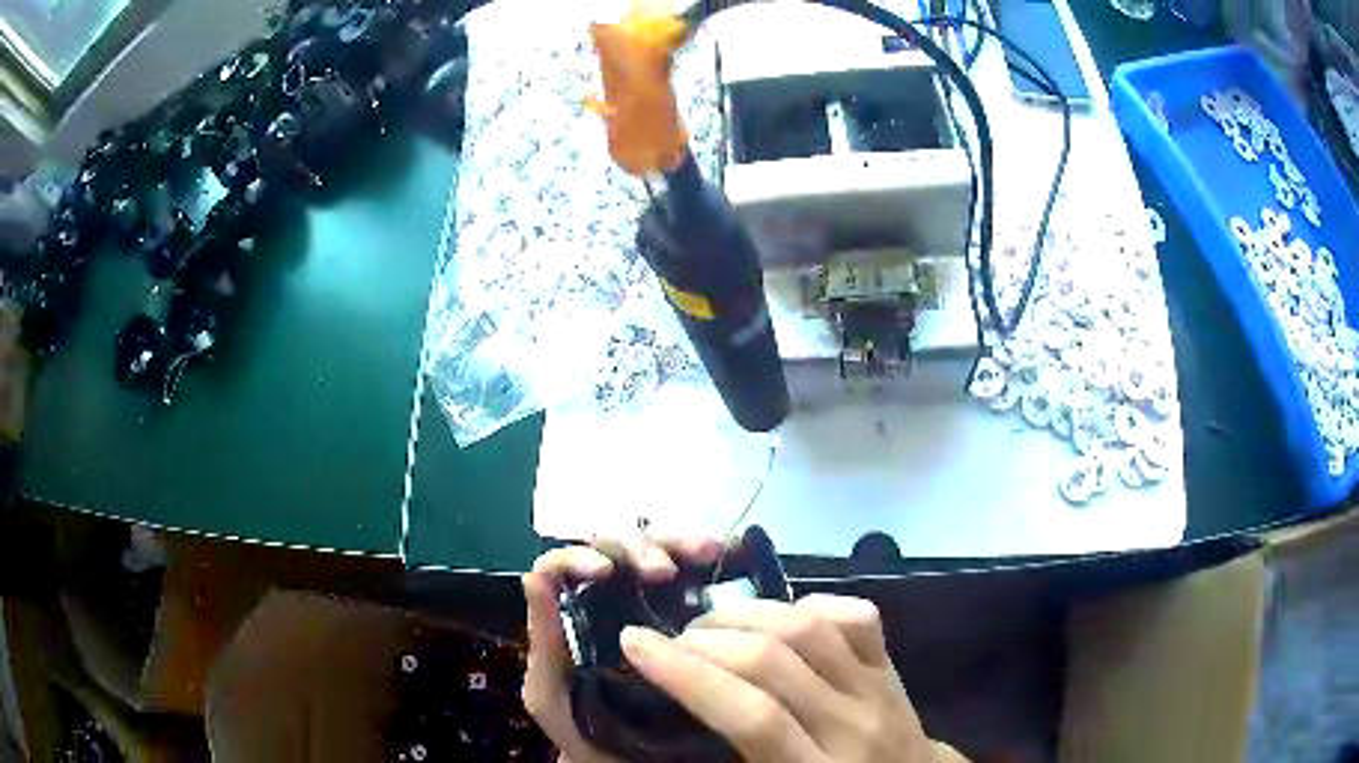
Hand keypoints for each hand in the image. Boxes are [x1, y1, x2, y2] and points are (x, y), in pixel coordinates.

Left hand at [521, 535, 722, 762]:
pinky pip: (703, 574)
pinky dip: (716, 556)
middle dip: (641, 548)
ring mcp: (655, 605)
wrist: (632, 762)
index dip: (581, 556)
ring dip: (680, 543)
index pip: (568, 564)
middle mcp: (612, 600)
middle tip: (664, 571)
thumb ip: (542, 644)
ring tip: (707, 553)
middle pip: (619, 548)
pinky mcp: (695, 615)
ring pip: (661, 551)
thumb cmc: (586, 733)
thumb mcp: (551, 696)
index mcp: (572, 614)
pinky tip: (731, 554)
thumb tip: (534, 577)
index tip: (605, 572)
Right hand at [619, 596, 967, 762]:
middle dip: (708, 639)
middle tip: (670, 639)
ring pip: (812, 628)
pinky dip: (811, 602)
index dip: (687, 676)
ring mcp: (879, 689)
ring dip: (748, 613)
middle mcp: (851, 725)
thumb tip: (666, 731)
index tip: (634, 642)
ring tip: (709, 622)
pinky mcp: (892, 666)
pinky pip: (856, 616)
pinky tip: (778, 613)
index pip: (752, 716)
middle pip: (776, 662)